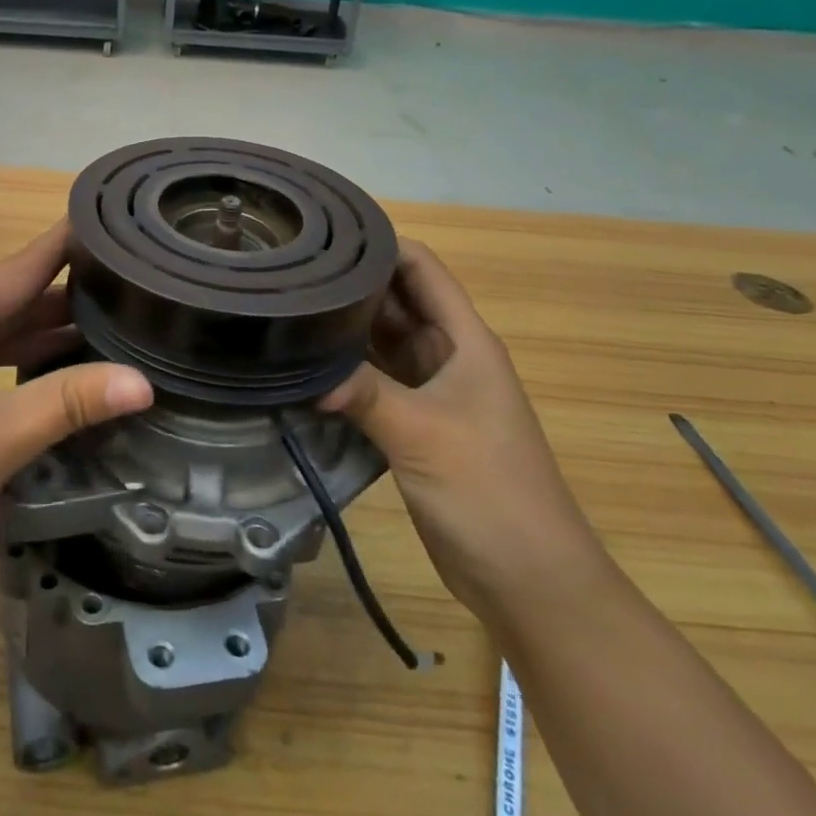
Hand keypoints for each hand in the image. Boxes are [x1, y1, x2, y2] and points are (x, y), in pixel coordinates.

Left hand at [0, 222, 152, 616]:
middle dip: (59, 296)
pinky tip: (43, 367)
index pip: (15, 267)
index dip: (65, 247)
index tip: (111, 227)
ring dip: (33, 331)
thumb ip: (69, 402)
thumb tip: (143, 382)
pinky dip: (3, 359)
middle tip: (124, 287)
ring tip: (100, 325)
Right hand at [323, 240, 605, 614]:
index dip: (380, 244)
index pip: (421, 268)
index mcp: (464, 340)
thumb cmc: (490, 491)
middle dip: (350, 284)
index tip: (323, 236)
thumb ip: (365, 394)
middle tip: (289, 273)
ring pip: (381, 341)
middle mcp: (446, 355)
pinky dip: (344, 371)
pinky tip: (304, 365)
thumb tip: (304, 374)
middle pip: (396, 300)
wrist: (528, 578)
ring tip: (287, 309)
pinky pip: (373, 381)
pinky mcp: (413, 423)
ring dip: (343, 328)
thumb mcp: (424, 434)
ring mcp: (429, 390)